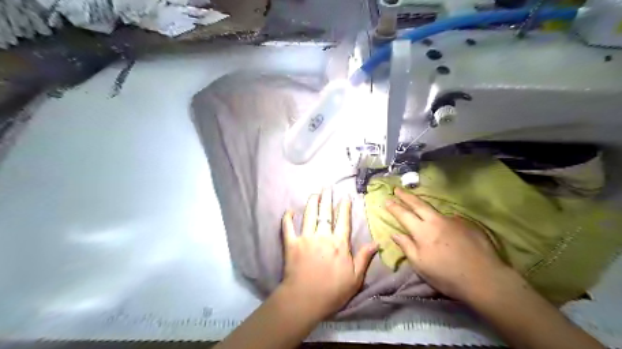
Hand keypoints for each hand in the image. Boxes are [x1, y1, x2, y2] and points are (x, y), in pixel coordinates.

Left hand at [280, 189, 375, 319]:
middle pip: (325, 213)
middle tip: (327, 187)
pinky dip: (287, 219)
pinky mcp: (291, 244)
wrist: (304, 300)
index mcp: (339, 243)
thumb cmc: (332, 291)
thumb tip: (376, 242)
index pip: (343, 220)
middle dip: (327, 198)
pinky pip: (288, 228)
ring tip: (314, 193)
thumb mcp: (355, 278)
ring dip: (312, 203)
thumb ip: (364, 258)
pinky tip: (289, 211)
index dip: (344, 207)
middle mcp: (323, 236)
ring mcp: (306, 238)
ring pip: (309, 215)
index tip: (344, 196)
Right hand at [387, 189, 512, 302]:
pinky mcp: (467, 224)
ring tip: (418, 204)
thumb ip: (407, 247)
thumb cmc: (447, 275)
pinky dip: (443, 219)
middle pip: (418, 204)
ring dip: (423, 205)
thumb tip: (395, 234)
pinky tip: (445, 226)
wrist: (484, 278)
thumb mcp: (420, 265)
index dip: (394, 207)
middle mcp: (436, 221)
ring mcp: (453, 220)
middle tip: (397, 188)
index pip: (404, 215)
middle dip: (406, 196)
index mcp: (422, 231)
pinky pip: (450, 218)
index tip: (387, 200)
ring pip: (435, 209)